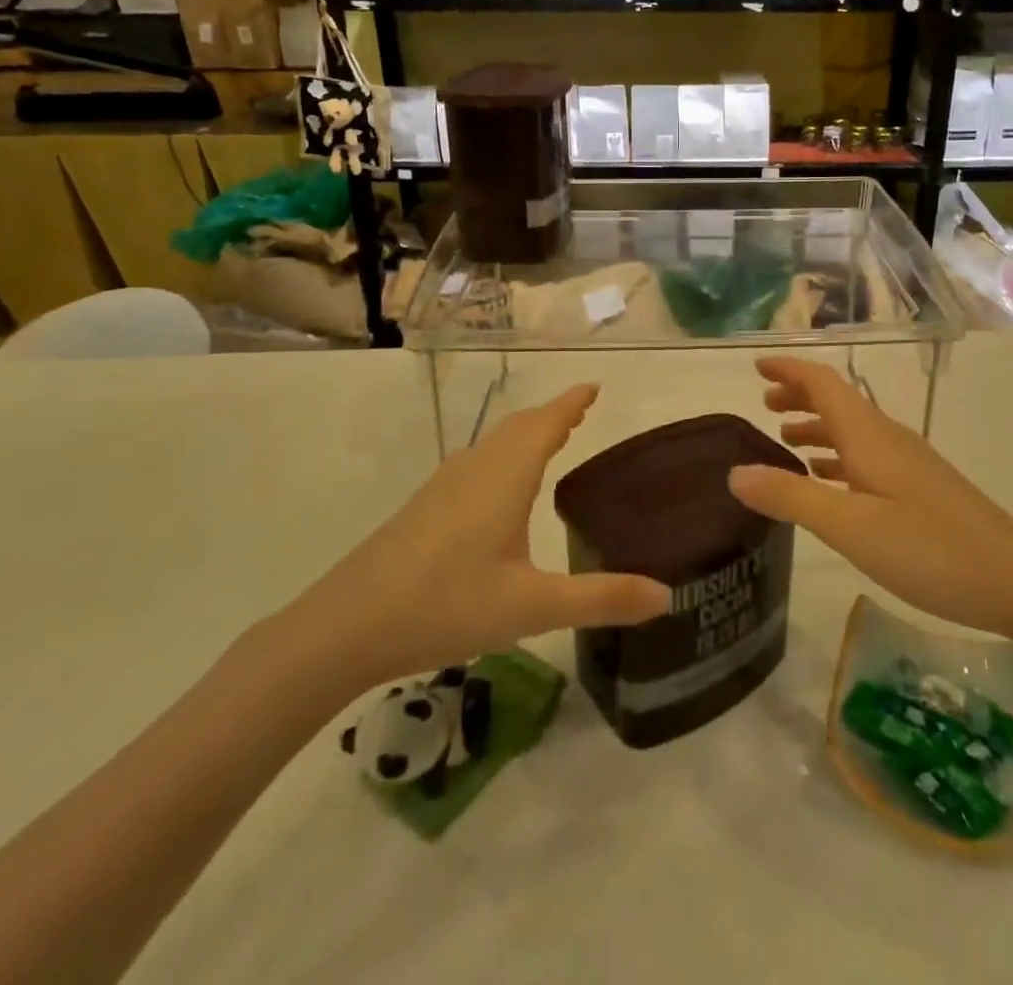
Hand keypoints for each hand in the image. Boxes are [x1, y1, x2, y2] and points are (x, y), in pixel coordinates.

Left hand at [277, 385, 668, 704]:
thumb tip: (667, 595)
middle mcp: (476, 468)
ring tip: (550, 441)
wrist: (345, 625)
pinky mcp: (424, 507)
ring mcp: (444, 486)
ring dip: (525, 435)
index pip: (546, 424)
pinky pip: (476, 464)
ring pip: (494, 445)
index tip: (594, 387)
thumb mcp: (533, 607)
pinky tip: (500, 489)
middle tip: (580, 413)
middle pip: (519, 427)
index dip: (572, 403)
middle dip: (552, 416)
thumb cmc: (446, 604)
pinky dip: (503, 457)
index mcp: (505, 476)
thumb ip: (600, 599)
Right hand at [727, 357, 1012, 636]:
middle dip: (799, 396)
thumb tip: (735, 472)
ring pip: (851, 430)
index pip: (822, 383)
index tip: (756, 368)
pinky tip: (828, 483)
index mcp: (867, 435)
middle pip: (836, 402)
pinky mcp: (918, 489)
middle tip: (764, 405)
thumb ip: (790, 497)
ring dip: (816, 427)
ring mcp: (906, 463)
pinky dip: (837, 458)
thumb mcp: (849, 527)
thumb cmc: (928, 548)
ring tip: (785, 441)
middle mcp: (886, 438)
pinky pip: (865, 457)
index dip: (788, 370)